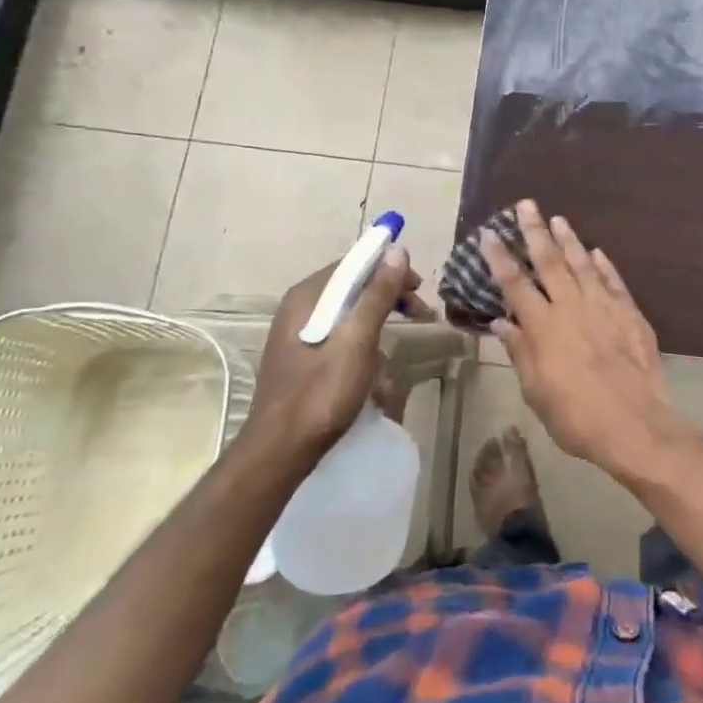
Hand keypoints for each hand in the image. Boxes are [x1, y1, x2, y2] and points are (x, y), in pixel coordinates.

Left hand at [244, 246, 431, 460]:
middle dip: (390, 303)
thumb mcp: (357, 341)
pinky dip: (364, 360)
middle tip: (423, 315)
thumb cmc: (320, 393)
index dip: (390, 269)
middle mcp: (301, 309)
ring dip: (379, 340)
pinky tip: (375, 390)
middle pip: (354, 290)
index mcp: (308, 297)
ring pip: (352, 322)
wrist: (280, 453)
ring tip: (392, 373)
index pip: (354, 264)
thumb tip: (397, 250)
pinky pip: (343, 346)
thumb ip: (377, 295)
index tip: (420, 287)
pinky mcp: (304, 362)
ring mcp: (300, 337)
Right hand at [481, 200, 684, 476]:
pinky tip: (597, 252)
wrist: (635, 426)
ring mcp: (603, 307)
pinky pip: (614, 282)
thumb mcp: (536, 391)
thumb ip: (519, 352)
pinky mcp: (630, 314)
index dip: (500, 257)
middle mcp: (571, 307)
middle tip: (527, 204)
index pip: (515, 283)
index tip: (489, 233)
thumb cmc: (576, 417)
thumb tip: (500, 322)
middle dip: (535, 231)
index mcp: (543, 327)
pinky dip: (604, 265)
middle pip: (549, 261)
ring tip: (559, 219)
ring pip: (582, 264)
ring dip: (569, 239)